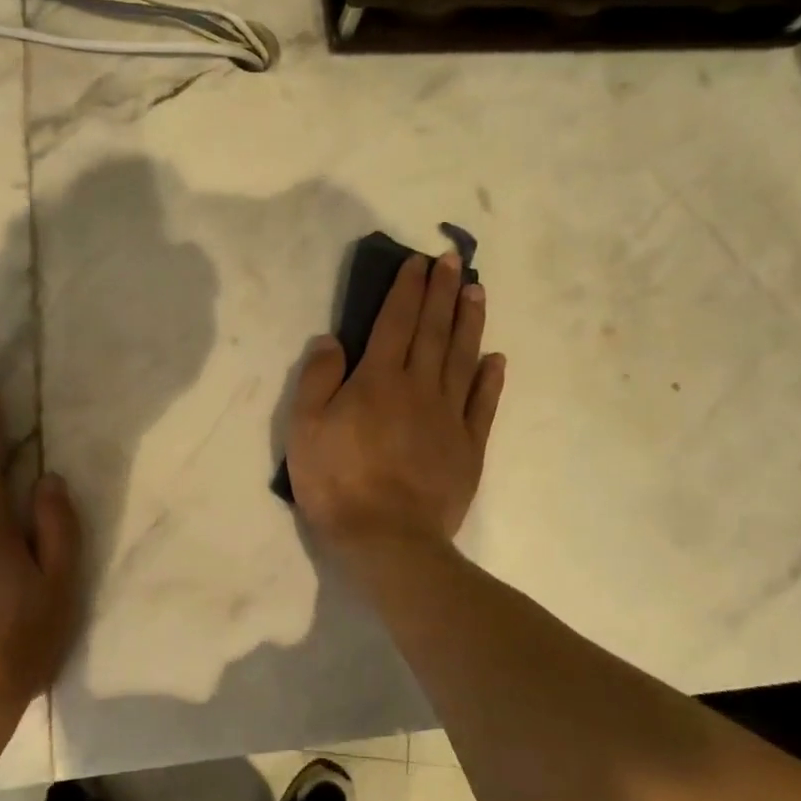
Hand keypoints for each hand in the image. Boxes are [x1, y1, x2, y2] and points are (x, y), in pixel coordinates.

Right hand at [286, 252, 505, 551]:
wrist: (387, 539)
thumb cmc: (337, 482)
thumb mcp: (305, 428)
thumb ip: (318, 378)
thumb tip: (332, 339)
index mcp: (378, 380)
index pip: (395, 322)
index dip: (406, 290)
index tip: (418, 262)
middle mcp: (418, 388)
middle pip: (433, 331)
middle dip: (441, 292)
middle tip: (452, 261)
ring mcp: (448, 417)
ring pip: (462, 359)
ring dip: (469, 322)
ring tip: (476, 292)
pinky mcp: (468, 447)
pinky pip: (482, 405)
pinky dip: (489, 379)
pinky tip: (495, 359)